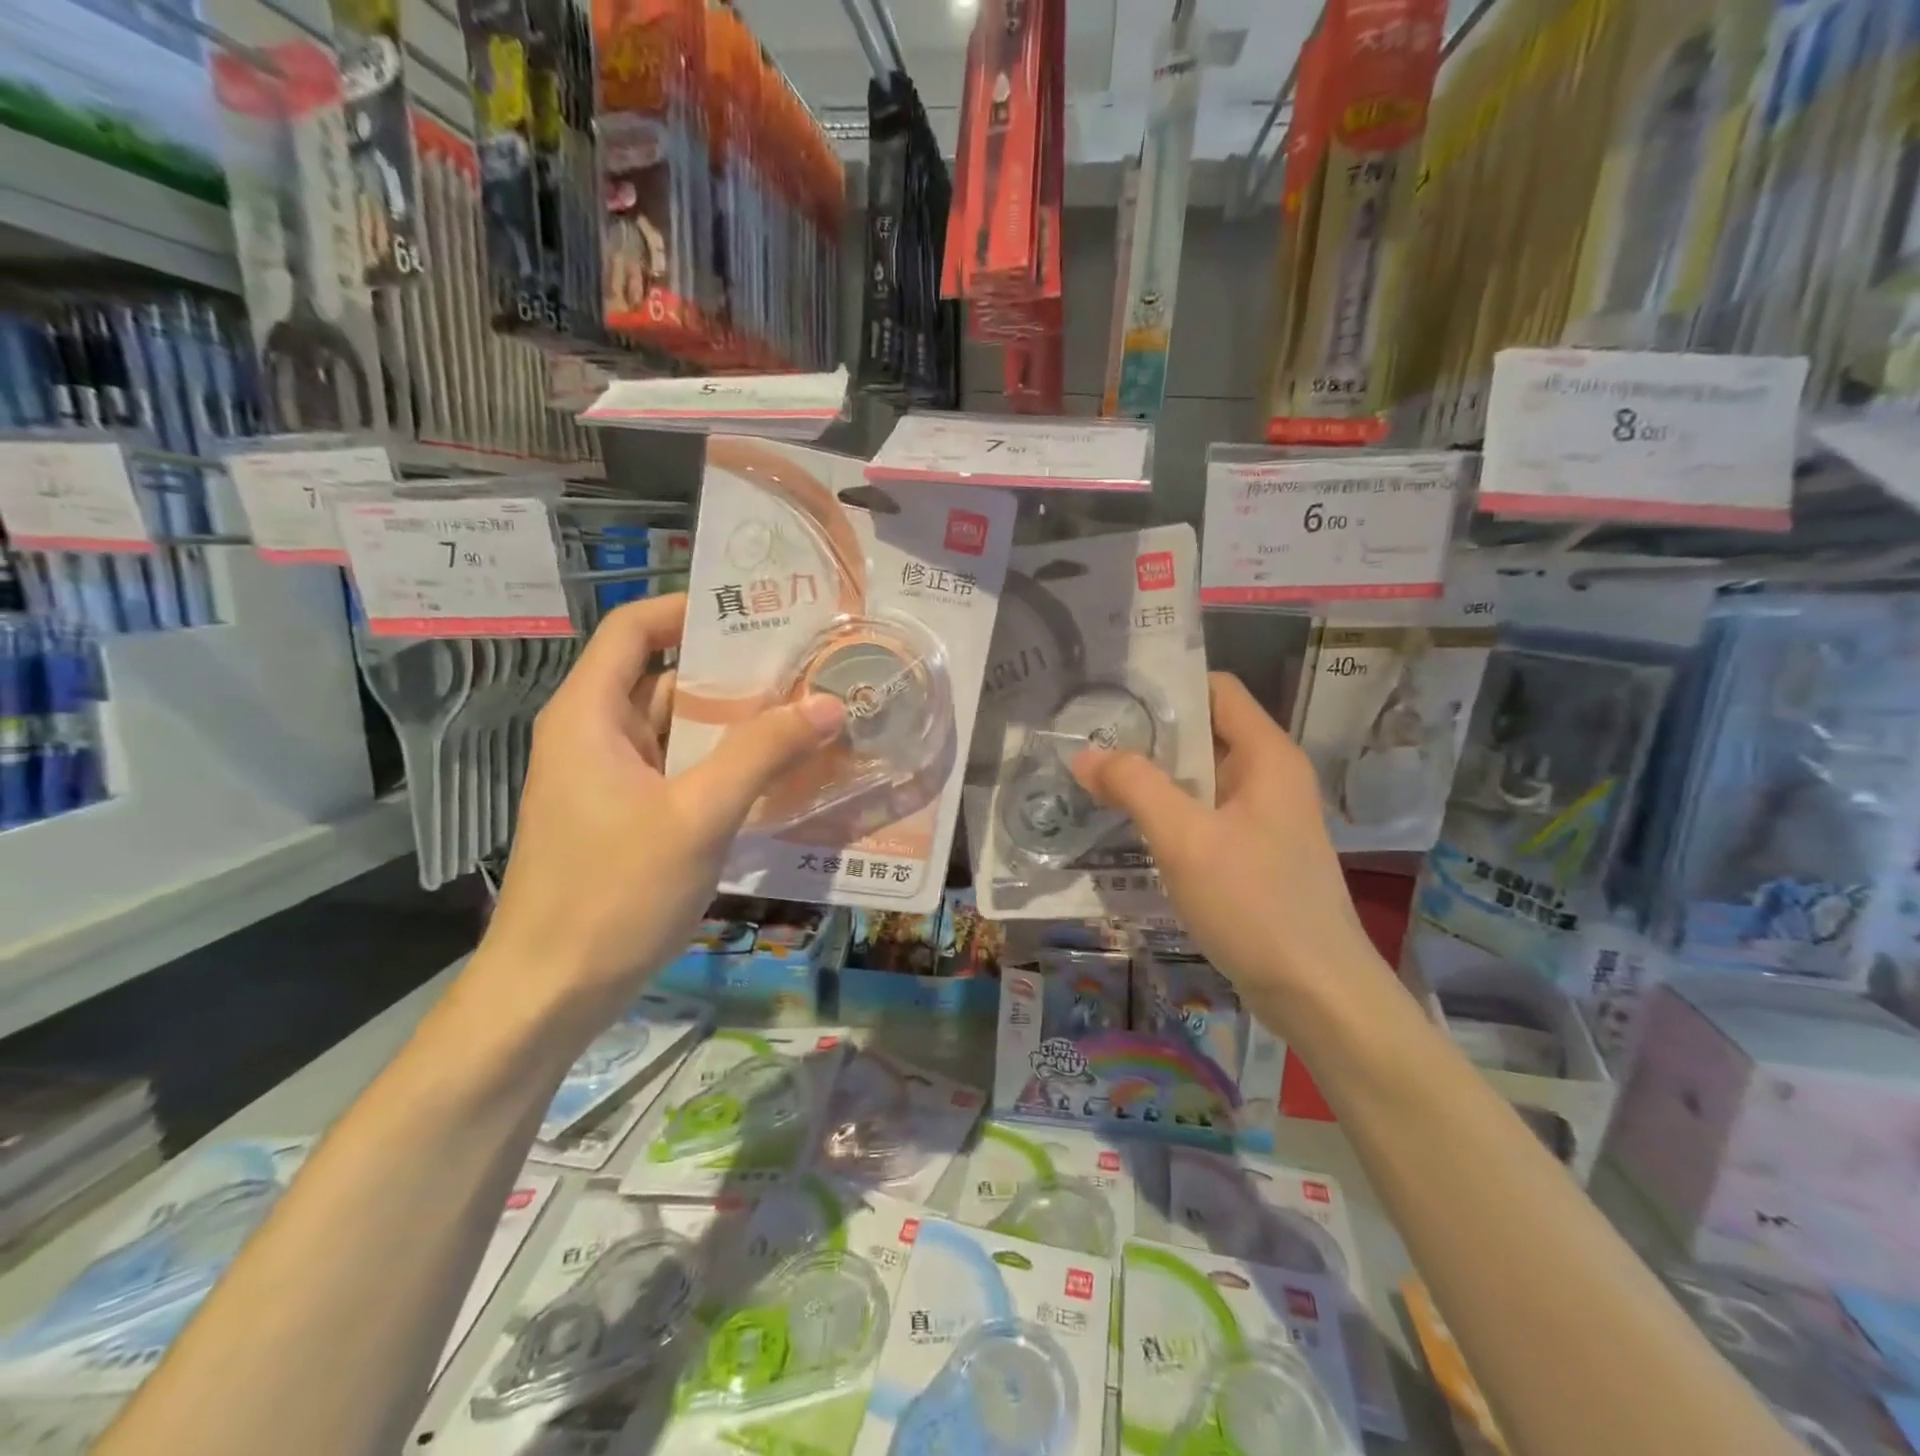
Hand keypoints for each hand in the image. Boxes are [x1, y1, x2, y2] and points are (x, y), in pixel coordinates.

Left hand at [479, 595, 845, 1027]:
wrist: (550, 994)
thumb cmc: (613, 893)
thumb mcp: (697, 816)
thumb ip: (762, 754)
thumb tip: (829, 703)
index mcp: (590, 715)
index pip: (635, 630)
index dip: (690, 610)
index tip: (758, 615)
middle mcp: (595, 736)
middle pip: (664, 678)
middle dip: (733, 672)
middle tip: (806, 667)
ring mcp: (611, 781)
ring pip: (678, 730)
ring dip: (735, 724)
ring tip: (806, 714)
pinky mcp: (628, 818)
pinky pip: (681, 772)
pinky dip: (724, 766)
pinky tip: (777, 774)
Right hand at [1072, 672, 1384, 1004]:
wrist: (1317, 994)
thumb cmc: (1254, 904)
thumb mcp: (1185, 839)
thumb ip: (1134, 787)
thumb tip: (1085, 754)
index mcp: (1266, 756)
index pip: (1216, 689)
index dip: (1166, 686)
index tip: (1111, 696)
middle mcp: (1270, 777)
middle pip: (1205, 732)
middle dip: (1149, 735)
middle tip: (1089, 741)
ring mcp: (1265, 817)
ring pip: (1201, 778)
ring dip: (1154, 778)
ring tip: (1097, 780)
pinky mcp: (1255, 853)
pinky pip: (1205, 815)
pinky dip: (1169, 814)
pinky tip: (1130, 828)